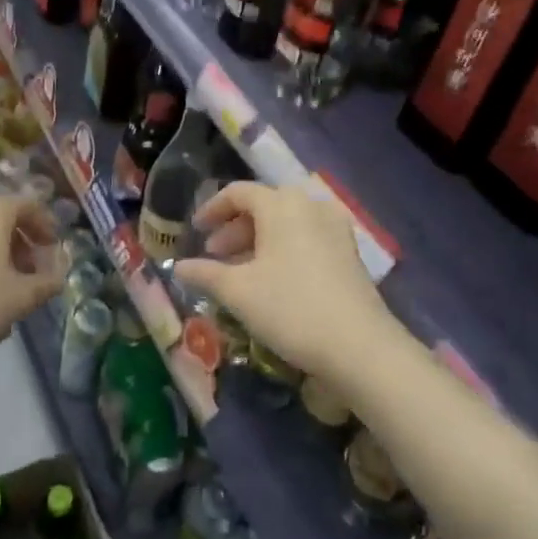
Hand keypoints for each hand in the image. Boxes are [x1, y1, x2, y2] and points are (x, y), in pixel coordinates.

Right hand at [175, 182, 396, 384]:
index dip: (212, 209)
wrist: (359, 346)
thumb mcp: (238, 292)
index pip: (238, 192)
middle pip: (264, 206)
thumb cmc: (290, 308)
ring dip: (259, 240)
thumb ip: (205, 274)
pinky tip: (273, 279)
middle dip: (235, 229)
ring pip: (287, 223)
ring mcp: (335, 228)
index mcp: (281, 205)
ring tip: (240, 271)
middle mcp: (310, 206)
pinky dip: (283, 249)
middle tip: (215, 256)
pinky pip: (307, 237)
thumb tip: (177, 266)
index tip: (196, 231)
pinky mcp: (349, 252)